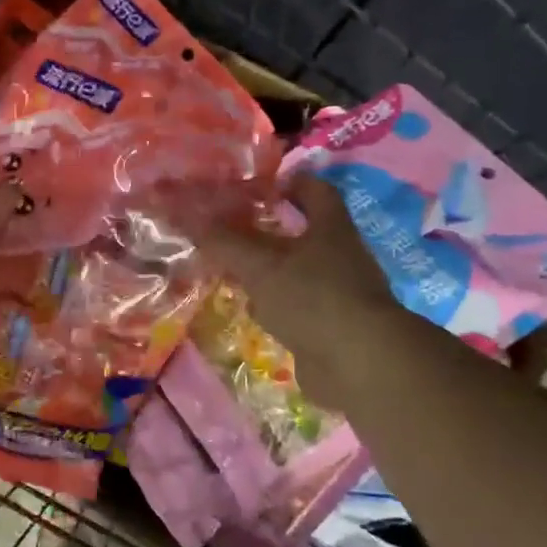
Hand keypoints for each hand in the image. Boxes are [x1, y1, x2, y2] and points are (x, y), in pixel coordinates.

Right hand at [184, 174, 409, 410]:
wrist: (359, 364)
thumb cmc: (313, 298)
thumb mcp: (260, 265)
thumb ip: (223, 242)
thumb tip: (187, 215)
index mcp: (331, 228)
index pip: (315, 190)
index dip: (289, 182)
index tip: (259, 186)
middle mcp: (340, 256)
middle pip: (302, 233)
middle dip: (267, 231)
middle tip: (230, 230)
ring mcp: (338, 294)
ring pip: (297, 273)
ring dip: (269, 271)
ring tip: (232, 270)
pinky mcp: (331, 327)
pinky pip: (297, 308)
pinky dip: (275, 306)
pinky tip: (250, 310)